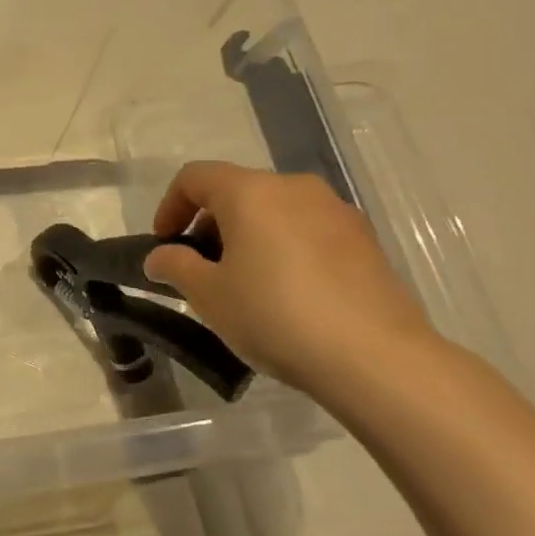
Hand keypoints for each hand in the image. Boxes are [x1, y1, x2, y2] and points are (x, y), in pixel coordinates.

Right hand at [144, 162, 440, 398]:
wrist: (374, 358)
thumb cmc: (275, 315)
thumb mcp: (209, 295)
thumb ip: (176, 266)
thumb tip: (160, 257)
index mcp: (251, 192)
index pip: (195, 177)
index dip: (170, 206)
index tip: (164, 244)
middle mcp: (294, 188)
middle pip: (238, 190)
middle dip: (210, 224)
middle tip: (201, 269)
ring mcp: (336, 212)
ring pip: (276, 210)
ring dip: (249, 236)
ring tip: (244, 283)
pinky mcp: (365, 240)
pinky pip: (308, 230)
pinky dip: (285, 248)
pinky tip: (288, 294)